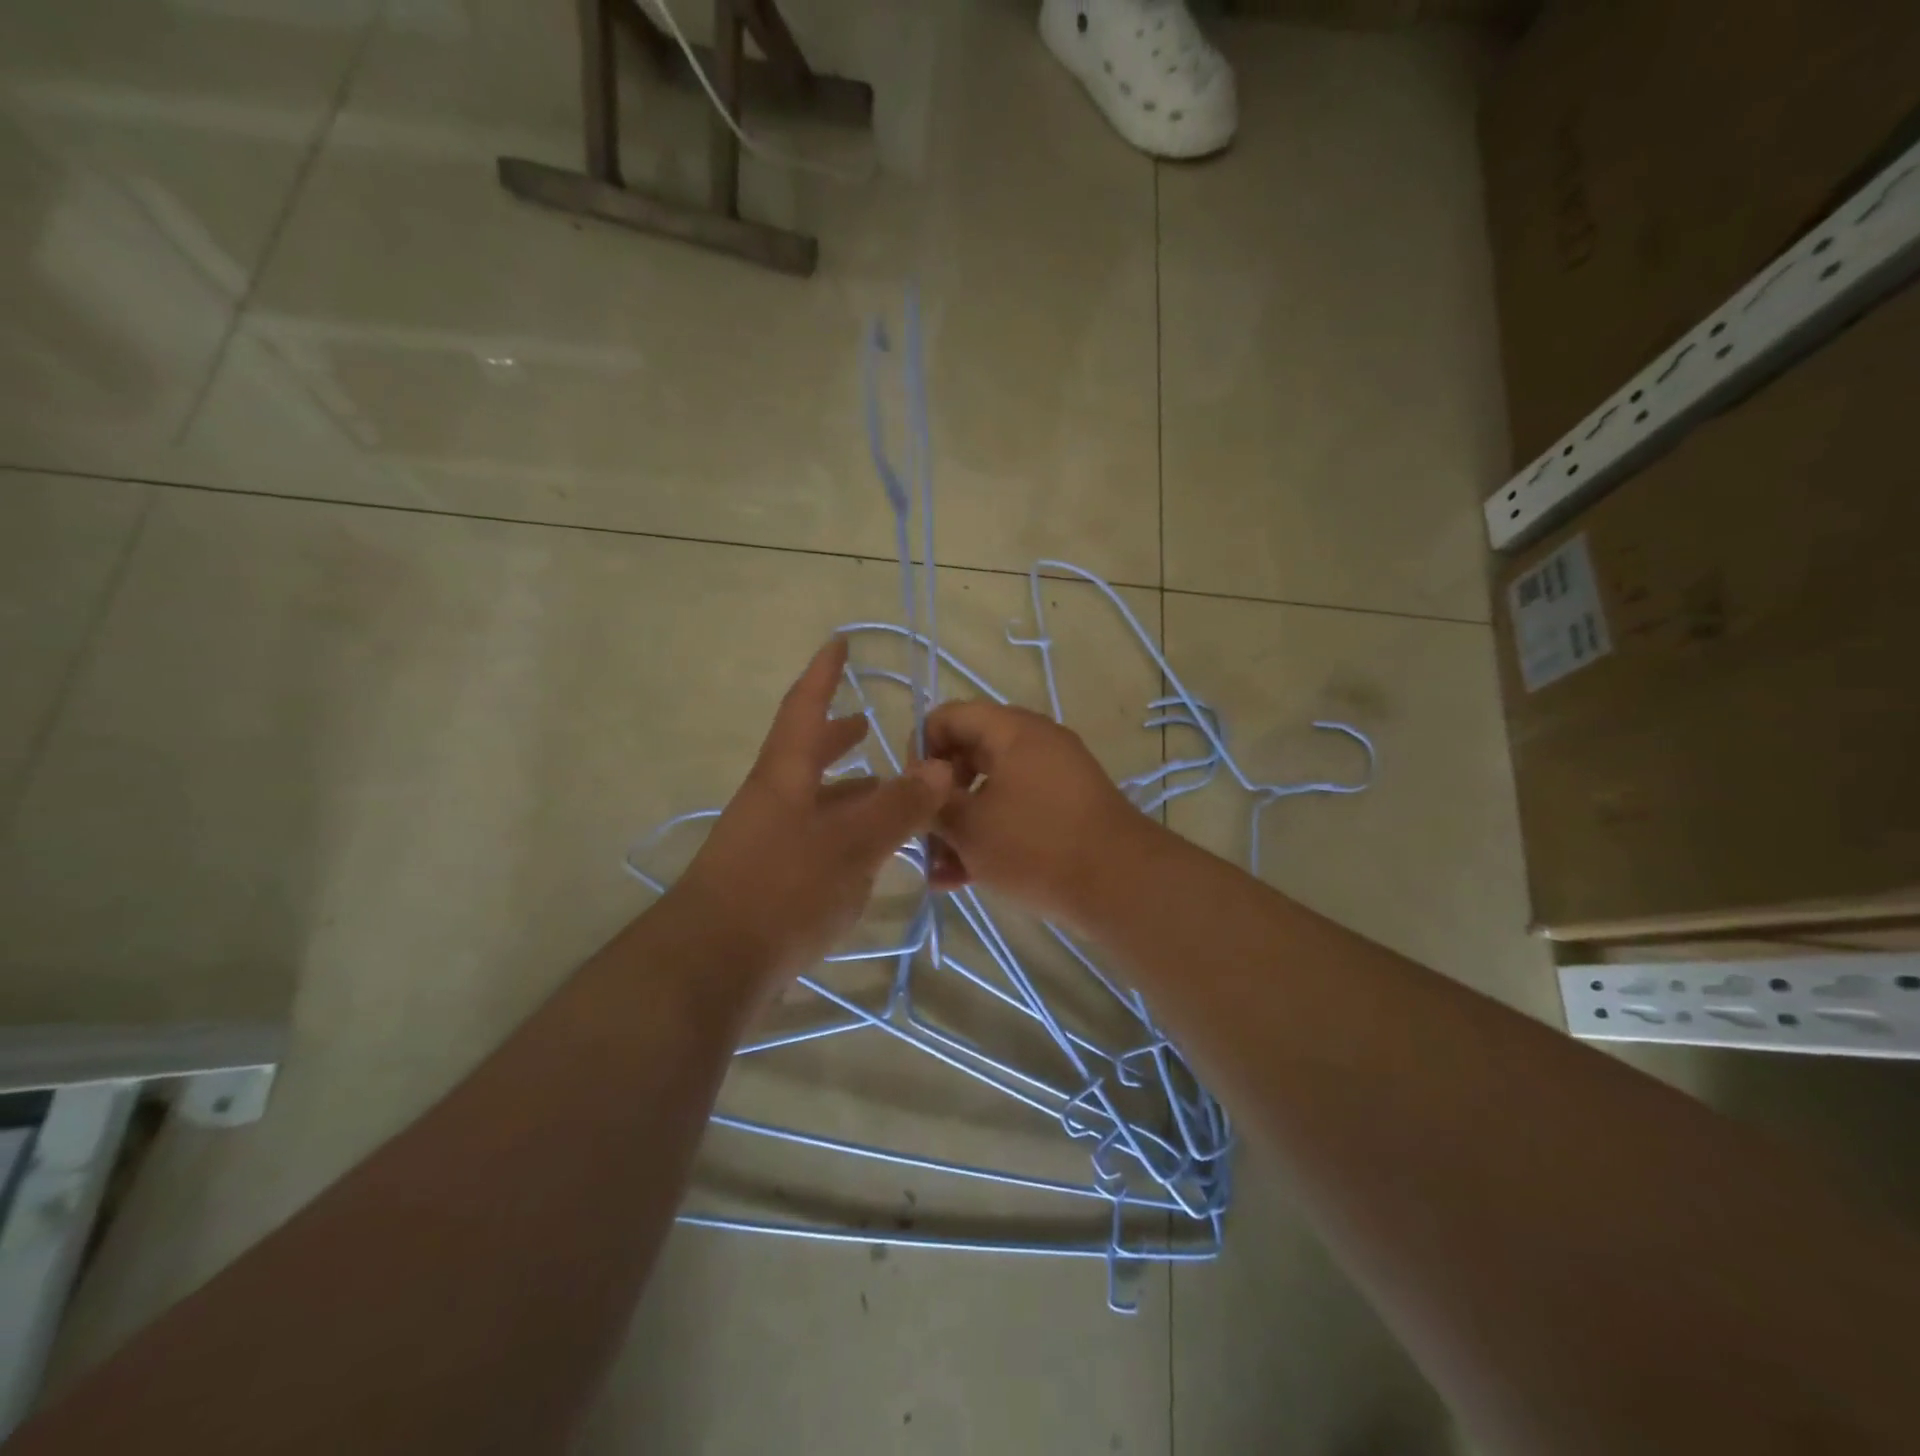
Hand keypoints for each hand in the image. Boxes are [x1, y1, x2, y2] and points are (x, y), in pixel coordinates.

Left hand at [673, 639, 953, 987]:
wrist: (711, 965)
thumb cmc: (781, 889)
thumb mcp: (850, 845)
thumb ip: (898, 807)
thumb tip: (941, 769)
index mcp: (784, 777)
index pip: (804, 709)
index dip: (824, 674)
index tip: (839, 642)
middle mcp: (772, 802)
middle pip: (806, 755)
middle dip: (837, 736)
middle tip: (868, 724)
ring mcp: (767, 843)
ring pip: (815, 803)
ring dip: (848, 790)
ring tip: (886, 790)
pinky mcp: (771, 882)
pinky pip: (815, 841)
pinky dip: (845, 835)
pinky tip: (868, 856)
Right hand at [922, 701, 1152, 925]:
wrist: (1120, 885)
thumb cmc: (1035, 845)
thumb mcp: (969, 826)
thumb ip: (933, 803)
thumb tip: (920, 788)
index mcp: (1011, 730)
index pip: (947, 717)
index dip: (919, 750)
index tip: (911, 794)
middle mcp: (1034, 743)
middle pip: (968, 755)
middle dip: (939, 798)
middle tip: (923, 835)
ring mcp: (1054, 777)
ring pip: (989, 791)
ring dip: (960, 827)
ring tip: (939, 872)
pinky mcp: (1066, 810)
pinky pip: (1015, 812)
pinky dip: (989, 837)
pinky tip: (963, 879)